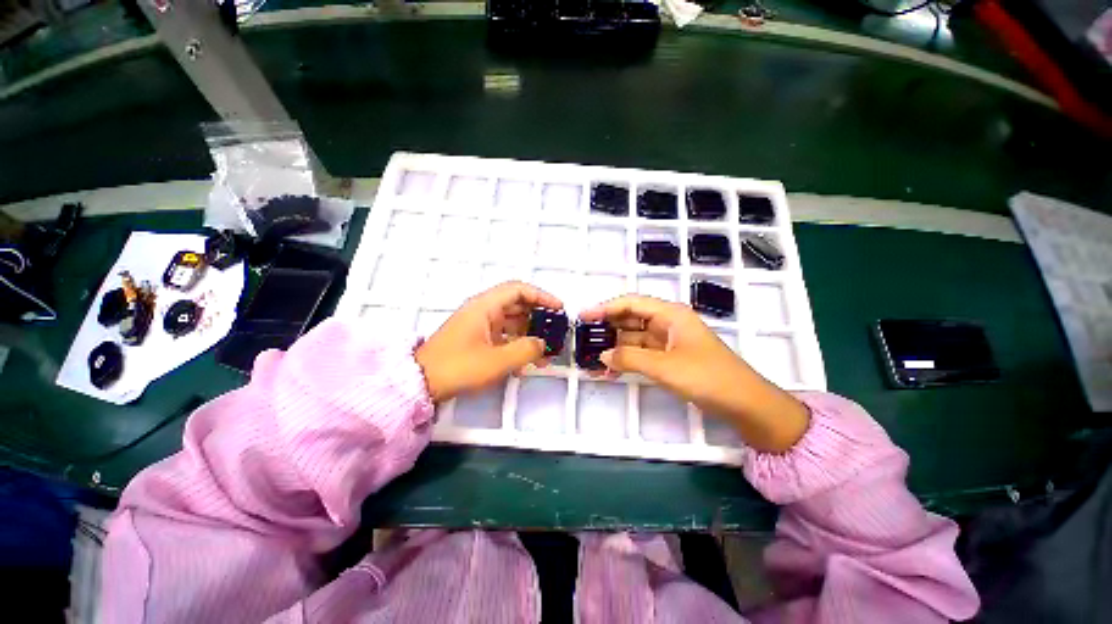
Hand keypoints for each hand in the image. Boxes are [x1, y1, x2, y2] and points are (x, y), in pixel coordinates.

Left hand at [415, 281, 561, 403]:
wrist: (421, 384)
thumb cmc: (459, 367)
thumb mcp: (497, 361)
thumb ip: (526, 350)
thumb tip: (542, 343)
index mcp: (485, 306)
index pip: (518, 290)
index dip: (541, 296)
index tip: (559, 308)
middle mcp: (483, 311)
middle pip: (517, 305)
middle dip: (539, 317)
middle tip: (556, 330)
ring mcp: (479, 326)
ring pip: (512, 322)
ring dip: (530, 334)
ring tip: (547, 351)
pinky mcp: (477, 340)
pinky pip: (503, 336)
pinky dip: (517, 344)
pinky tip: (528, 360)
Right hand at [579, 295, 809, 452]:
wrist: (745, 404)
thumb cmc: (708, 377)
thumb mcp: (665, 367)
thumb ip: (630, 358)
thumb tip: (602, 355)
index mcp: (670, 314)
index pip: (631, 303)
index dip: (605, 308)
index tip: (584, 317)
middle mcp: (667, 323)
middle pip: (630, 319)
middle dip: (607, 328)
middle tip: (583, 338)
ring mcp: (668, 341)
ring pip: (634, 338)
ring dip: (615, 347)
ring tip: (591, 357)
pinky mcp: (669, 358)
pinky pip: (641, 353)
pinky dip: (626, 359)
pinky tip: (610, 369)